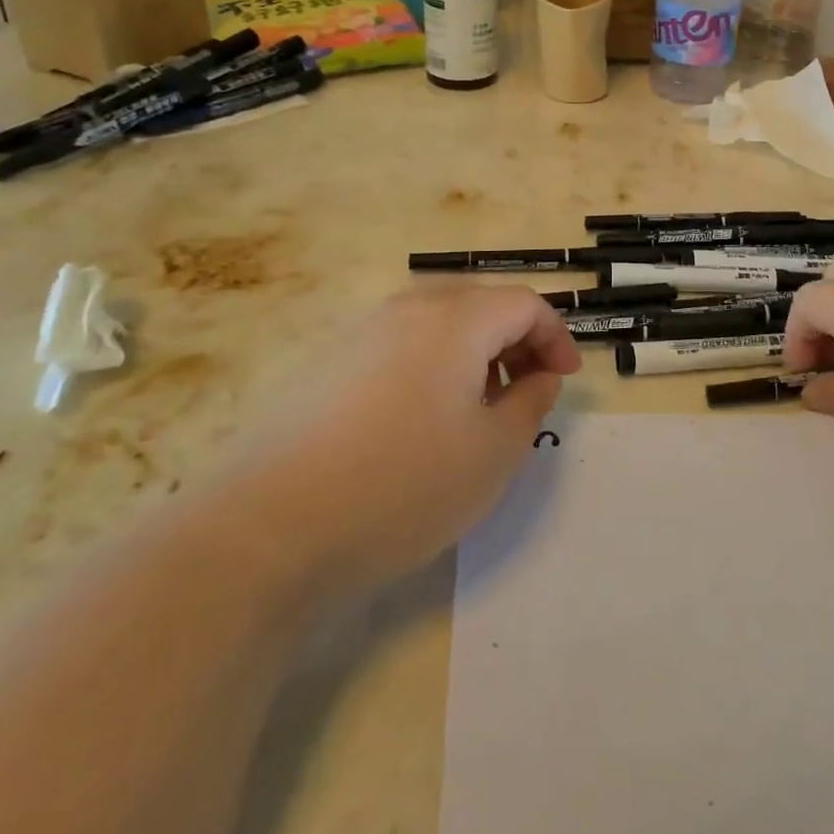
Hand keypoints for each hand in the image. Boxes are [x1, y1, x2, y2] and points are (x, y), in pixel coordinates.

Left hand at [238, 285, 579, 594]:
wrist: (269, 530)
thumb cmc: (404, 485)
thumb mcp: (494, 452)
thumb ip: (531, 402)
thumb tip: (539, 375)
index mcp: (455, 320)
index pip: (523, 303)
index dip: (555, 336)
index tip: (564, 379)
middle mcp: (407, 310)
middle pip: (480, 305)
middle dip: (516, 341)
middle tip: (527, 390)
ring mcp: (361, 333)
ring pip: (438, 323)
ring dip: (474, 353)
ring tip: (477, 409)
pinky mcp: (328, 364)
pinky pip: (400, 345)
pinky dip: (432, 365)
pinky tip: (420, 421)